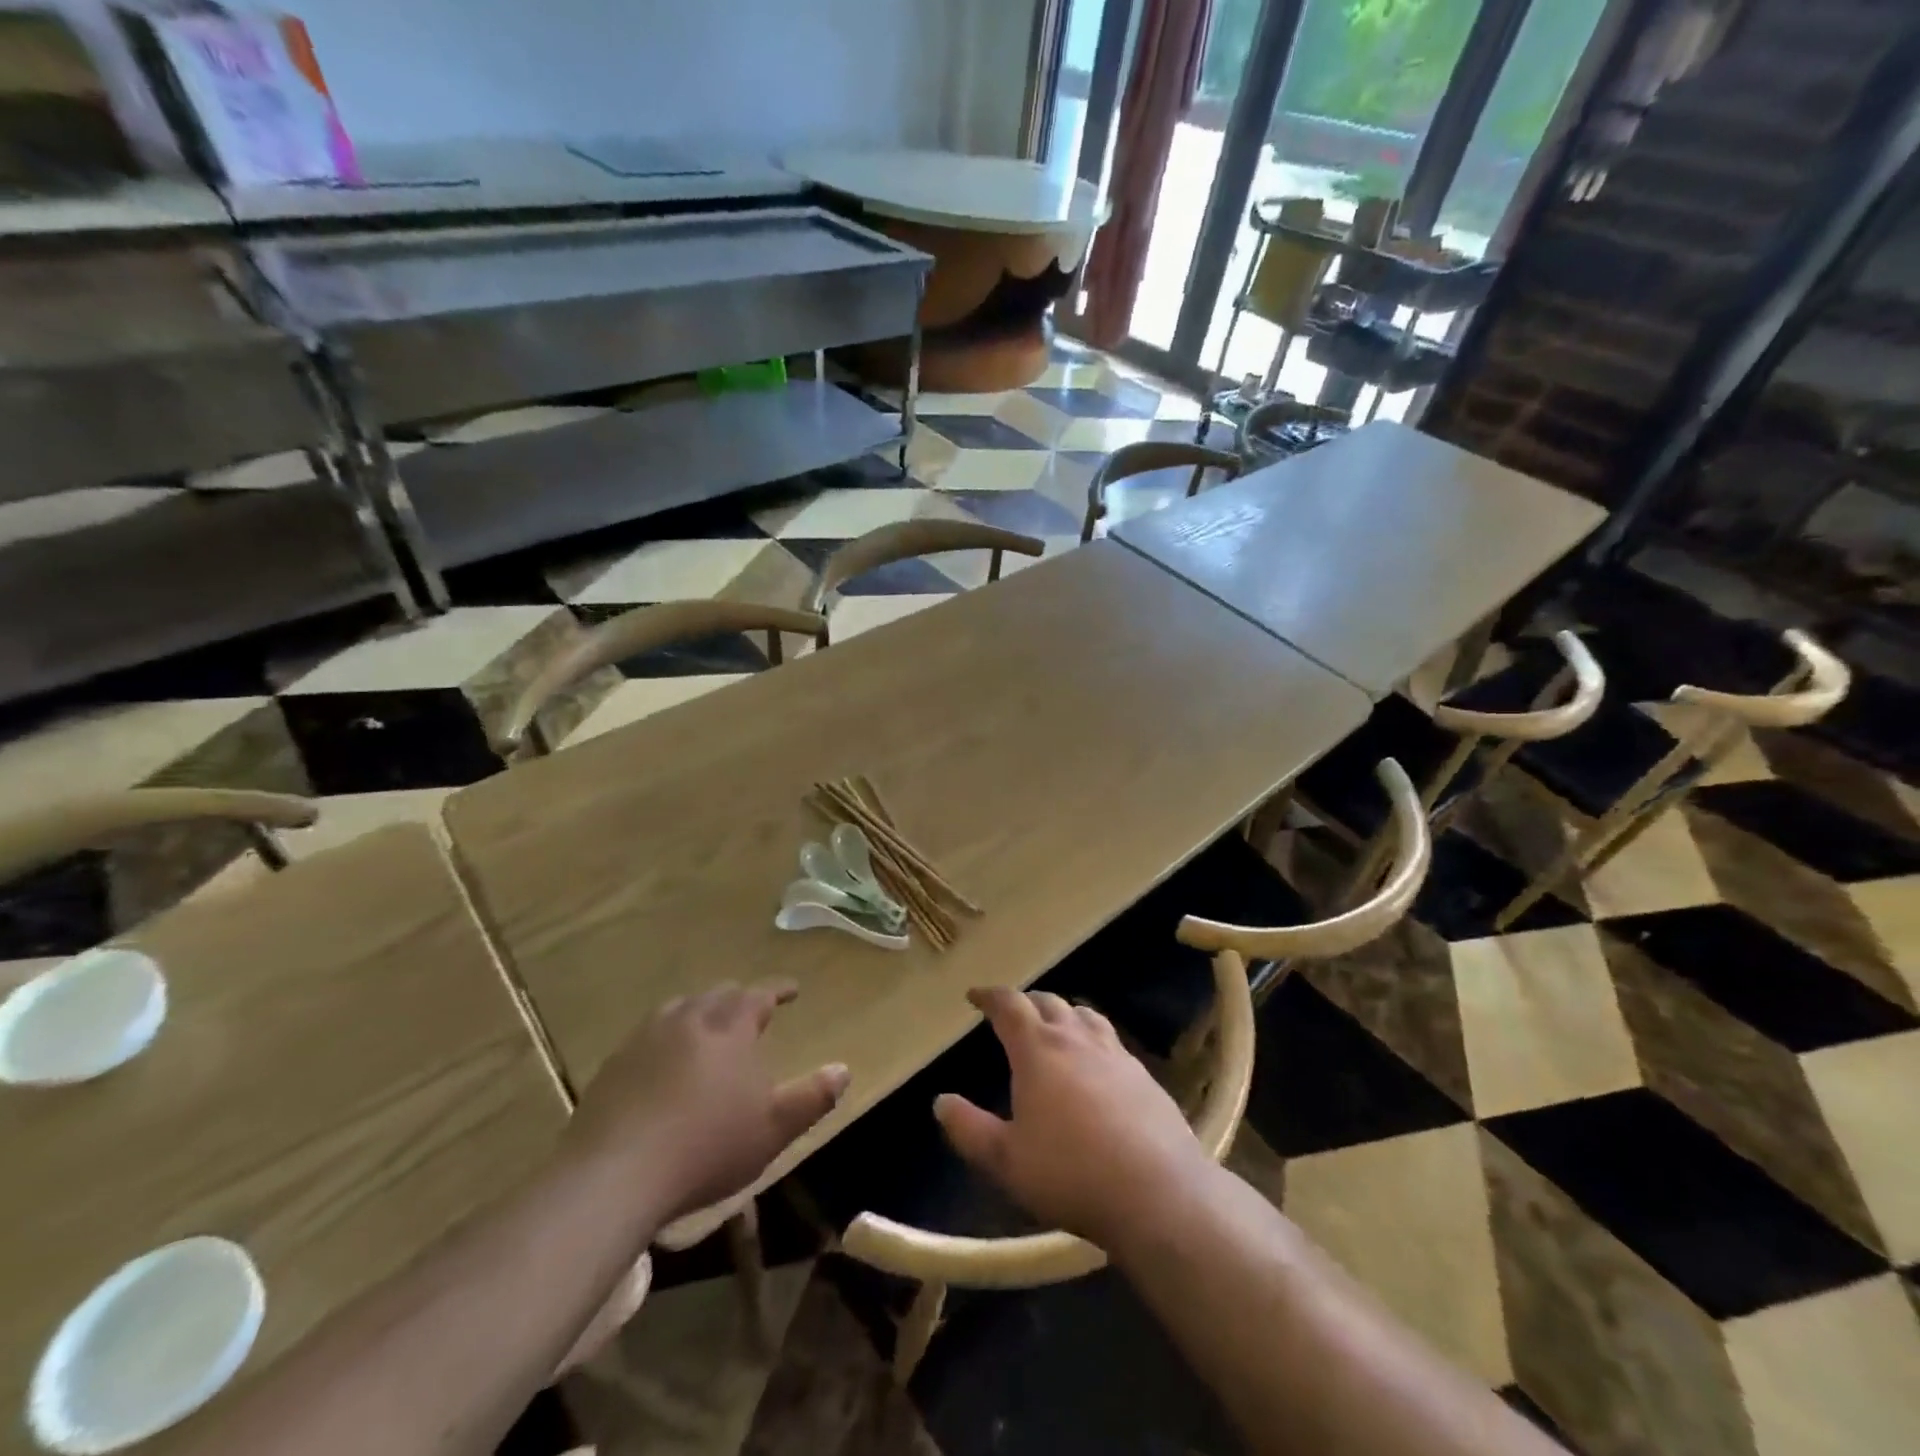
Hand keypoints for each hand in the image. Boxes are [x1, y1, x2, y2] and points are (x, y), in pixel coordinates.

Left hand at [566, 982, 849, 1222]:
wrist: (614, 1175)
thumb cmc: (706, 1147)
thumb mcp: (773, 1129)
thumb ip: (812, 1098)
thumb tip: (843, 1069)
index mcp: (729, 1028)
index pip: (759, 995)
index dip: (778, 990)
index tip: (793, 990)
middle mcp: (688, 1020)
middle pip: (717, 995)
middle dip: (738, 998)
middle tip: (750, 1009)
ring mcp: (645, 1039)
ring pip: (679, 1009)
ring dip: (699, 1011)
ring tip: (707, 1026)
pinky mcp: (613, 1066)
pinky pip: (647, 1036)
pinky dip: (665, 1038)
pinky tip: (661, 1062)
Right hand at [934, 988, 1215, 1251]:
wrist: (1158, 1192)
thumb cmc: (1070, 1173)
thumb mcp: (1006, 1160)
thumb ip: (969, 1129)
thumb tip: (940, 1101)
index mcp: (1038, 1049)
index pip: (1010, 1005)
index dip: (990, 996)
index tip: (975, 995)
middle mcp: (1076, 1039)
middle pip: (1048, 1002)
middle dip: (1026, 1002)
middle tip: (1012, 1014)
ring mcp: (1115, 1053)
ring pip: (1085, 1015)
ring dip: (1064, 1013)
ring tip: (1055, 1026)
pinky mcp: (1143, 1075)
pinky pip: (1111, 1041)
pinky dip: (1093, 1039)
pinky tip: (1096, 1064)